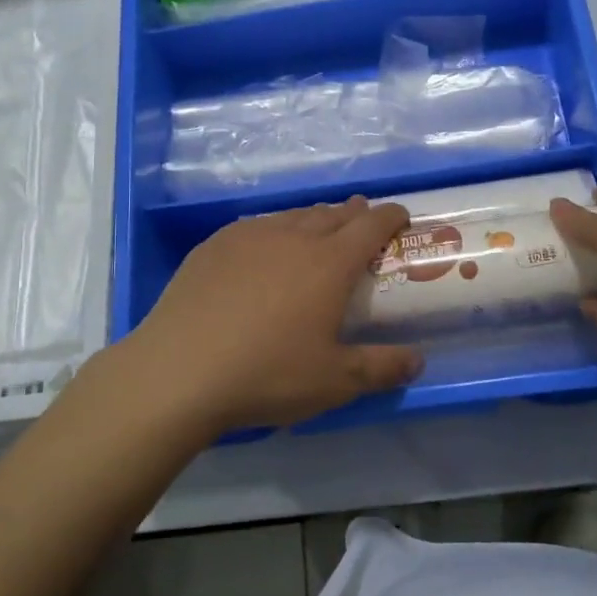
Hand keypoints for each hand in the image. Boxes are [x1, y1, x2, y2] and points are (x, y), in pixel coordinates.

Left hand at [118, 197, 422, 436]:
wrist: (178, 371)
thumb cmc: (266, 374)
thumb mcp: (334, 381)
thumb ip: (381, 368)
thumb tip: (418, 362)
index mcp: (329, 262)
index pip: (371, 225)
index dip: (391, 217)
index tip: (401, 217)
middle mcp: (292, 237)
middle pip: (332, 214)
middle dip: (354, 214)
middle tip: (363, 222)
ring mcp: (249, 236)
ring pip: (293, 216)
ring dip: (315, 219)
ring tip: (319, 232)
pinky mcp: (214, 245)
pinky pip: (257, 227)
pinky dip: (275, 231)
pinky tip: (265, 250)